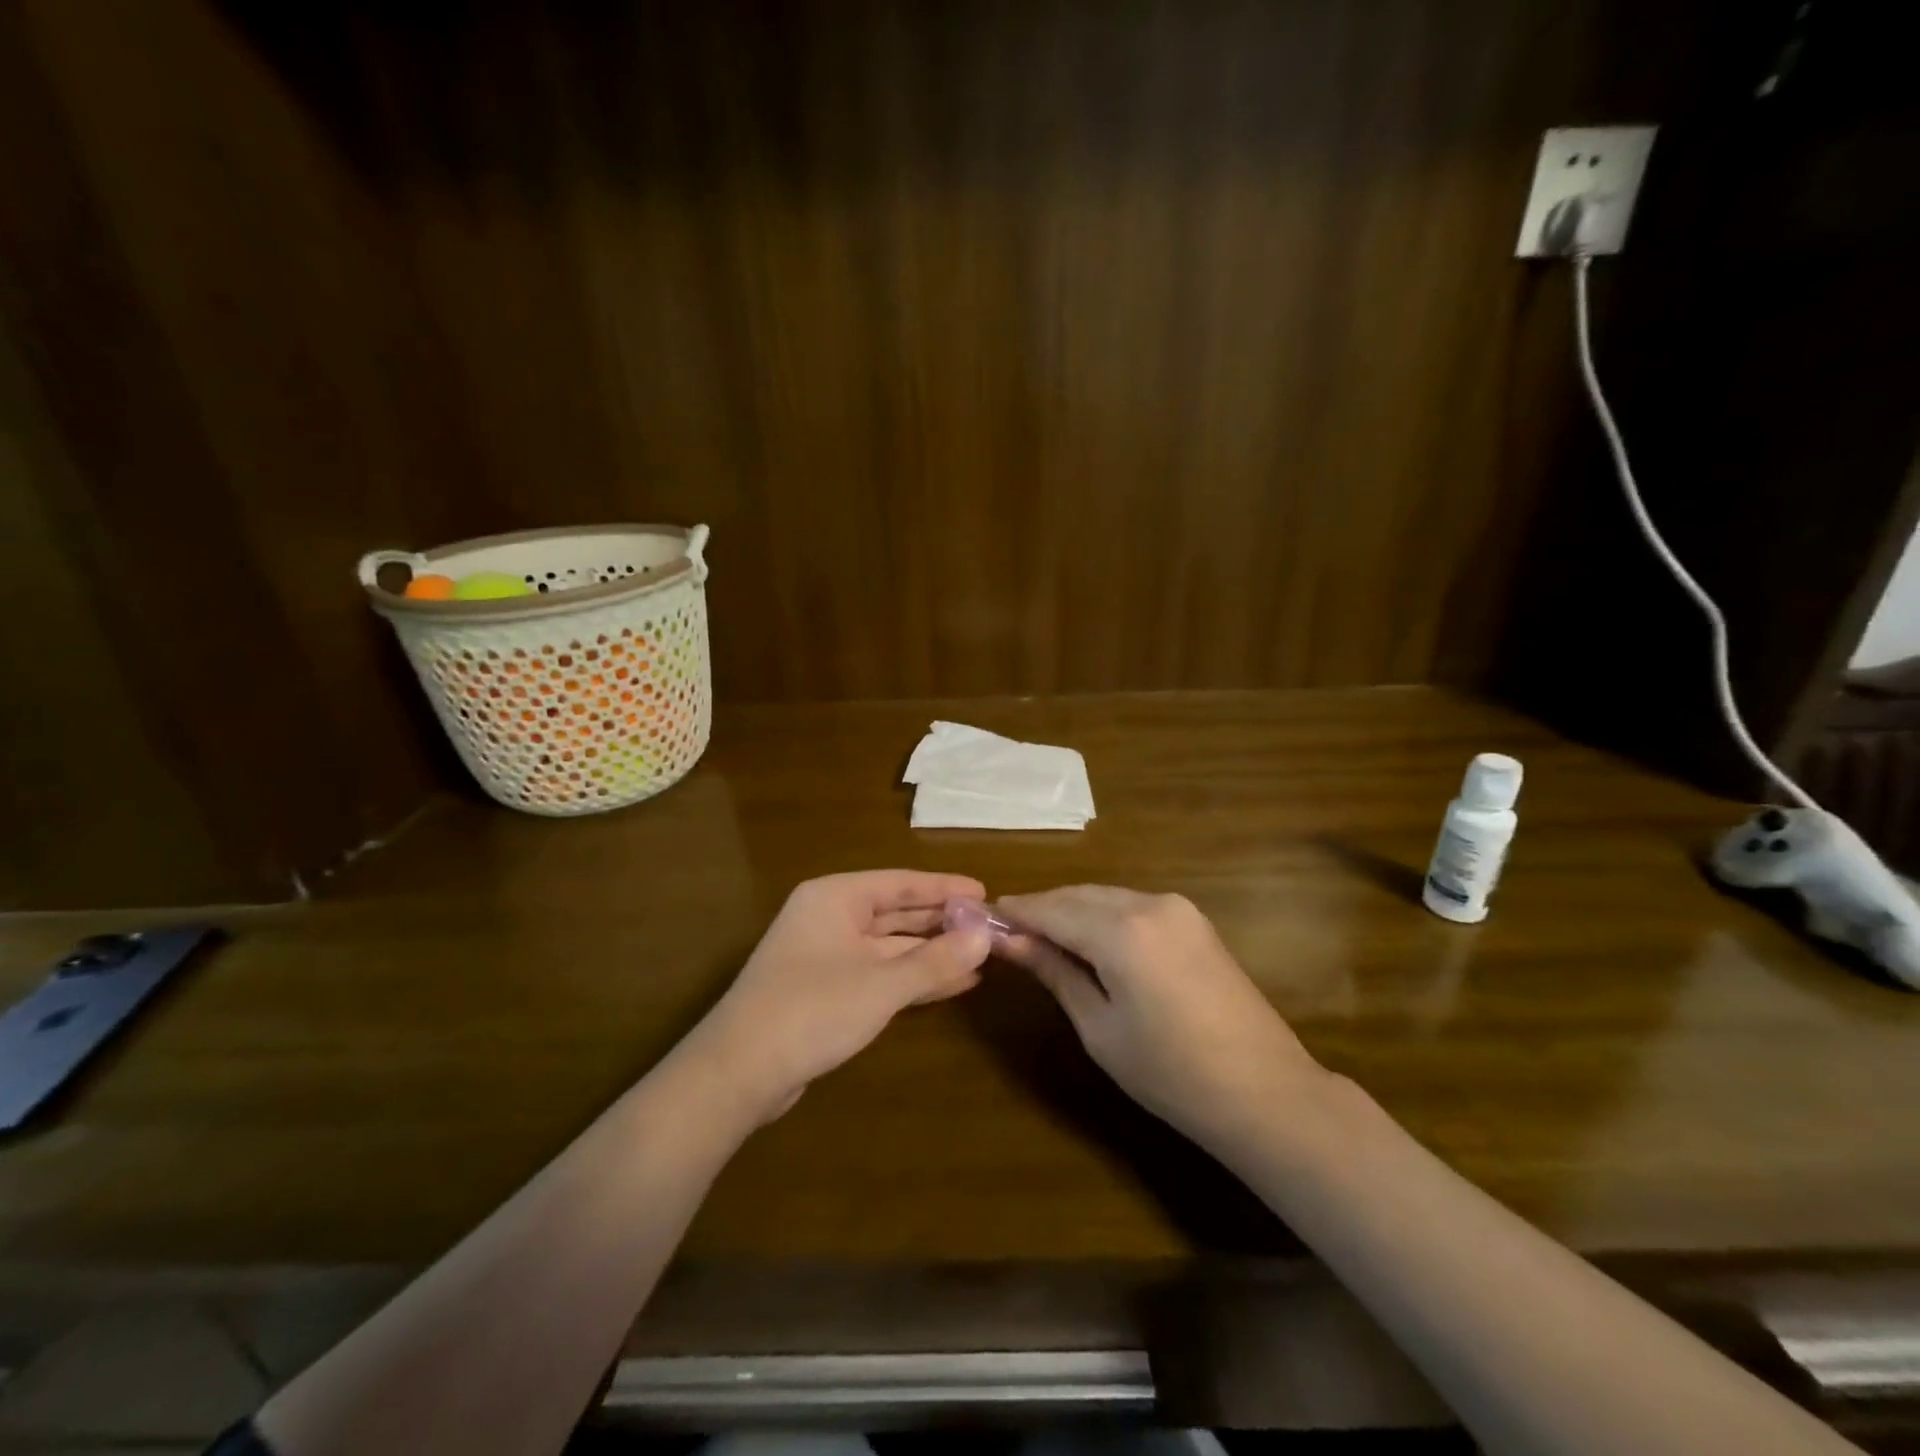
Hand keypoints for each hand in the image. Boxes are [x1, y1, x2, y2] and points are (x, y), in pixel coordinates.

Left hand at [691, 870, 992, 1122]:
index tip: (985, 892)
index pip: (901, 883)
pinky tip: (953, 985)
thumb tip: (986, 936)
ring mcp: (828, 955)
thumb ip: (935, 960)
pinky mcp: (828, 990)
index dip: (945, 888)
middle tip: (990, 926)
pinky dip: (914, 978)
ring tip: (981, 957)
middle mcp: (831, 917)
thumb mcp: (881, 984)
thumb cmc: (812, 1010)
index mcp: (836, 897)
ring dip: (933, 954)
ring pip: (892, 946)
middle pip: (897, 913)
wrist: (739, 1072)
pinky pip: (881, 973)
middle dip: (942, 922)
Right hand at [996, 886, 1325, 1151]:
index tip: (982, 919)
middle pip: (1078, 895)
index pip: (1052, 909)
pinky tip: (1089, 940)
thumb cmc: (1170, 1073)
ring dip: (1071, 910)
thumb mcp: (1099, 1027)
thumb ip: (1055, 972)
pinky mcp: (1194, 920)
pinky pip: (1132, 905)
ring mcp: (1177, 908)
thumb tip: (1009, 940)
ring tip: (1043, 939)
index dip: (1016, 913)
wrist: (1265, 1091)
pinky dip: (1103, 916)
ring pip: (1105, 896)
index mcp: (1122, 930)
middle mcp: (1149, 903)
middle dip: (1042, 909)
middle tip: (1008, 933)